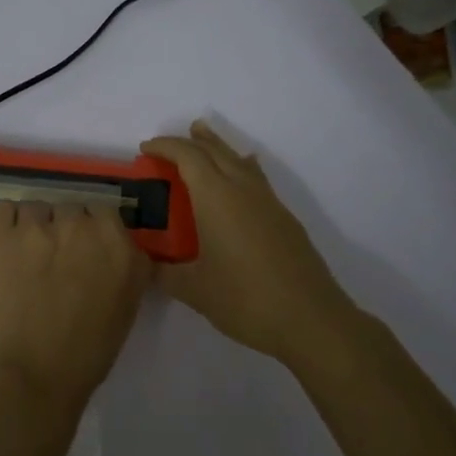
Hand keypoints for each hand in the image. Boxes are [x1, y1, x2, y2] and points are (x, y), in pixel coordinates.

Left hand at [0, 202, 150, 419]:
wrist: (34, 375)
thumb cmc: (87, 352)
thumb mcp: (127, 305)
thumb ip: (127, 266)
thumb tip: (116, 247)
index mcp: (118, 246)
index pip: (105, 212)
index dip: (92, 230)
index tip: (84, 251)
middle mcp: (81, 227)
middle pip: (70, 208)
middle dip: (64, 228)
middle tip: (56, 259)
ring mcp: (39, 228)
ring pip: (36, 208)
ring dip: (34, 227)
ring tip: (27, 256)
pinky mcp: (2, 236)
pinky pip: (3, 209)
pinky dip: (4, 223)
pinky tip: (6, 246)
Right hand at [142, 120, 356, 366]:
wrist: (310, 319)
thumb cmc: (245, 299)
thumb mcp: (194, 290)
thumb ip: (164, 273)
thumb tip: (145, 265)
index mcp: (216, 198)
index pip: (188, 156)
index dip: (165, 147)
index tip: (145, 149)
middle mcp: (243, 190)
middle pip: (215, 151)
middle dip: (189, 141)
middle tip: (166, 144)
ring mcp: (268, 202)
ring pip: (239, 160)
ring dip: (217, 146)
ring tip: (203, 136)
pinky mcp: (284, 218)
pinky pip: (256, 177)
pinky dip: (240, 166)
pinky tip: (242, 175)